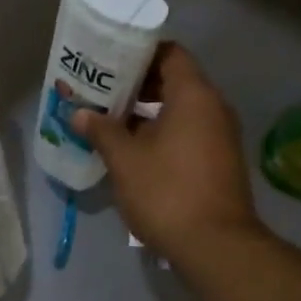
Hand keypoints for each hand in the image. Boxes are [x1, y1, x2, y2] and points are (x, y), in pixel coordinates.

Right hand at [75, 44, 261, 263]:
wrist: (217, 247)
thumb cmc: (167, 192)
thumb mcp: (125, 160)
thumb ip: (101, 130)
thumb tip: (79, 113)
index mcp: (194, 95)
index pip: (169, 53)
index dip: (138, 53)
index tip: (109, 61)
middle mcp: (214, 107)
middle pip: (174, 80)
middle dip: (137, 85)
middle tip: (102, 91)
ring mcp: (221, 135)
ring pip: (180, 109)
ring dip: (147, 112)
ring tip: (110, 120)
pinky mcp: (221, 161)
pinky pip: (189, 132)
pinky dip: (163, 132)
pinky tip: (133, 150)